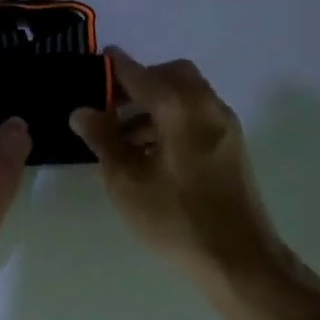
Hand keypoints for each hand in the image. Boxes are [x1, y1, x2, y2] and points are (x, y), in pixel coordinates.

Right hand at [70, 50, 306, 291]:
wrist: (237, 259)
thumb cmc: (174, 219)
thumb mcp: (127, 181)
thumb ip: (104, 140)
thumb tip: (82, 111)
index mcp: (181, 110)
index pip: (142, 75)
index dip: (117, 68)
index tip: (99, 60)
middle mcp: (208, 108)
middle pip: (173, 76)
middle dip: (142, 82)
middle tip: (111, 106)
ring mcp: (225, 128)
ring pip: (188, 97)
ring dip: (156, 104)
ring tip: (123, 137)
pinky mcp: (231, 148)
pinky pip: (198, 117)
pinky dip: (172, 119)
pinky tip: (150, 153)